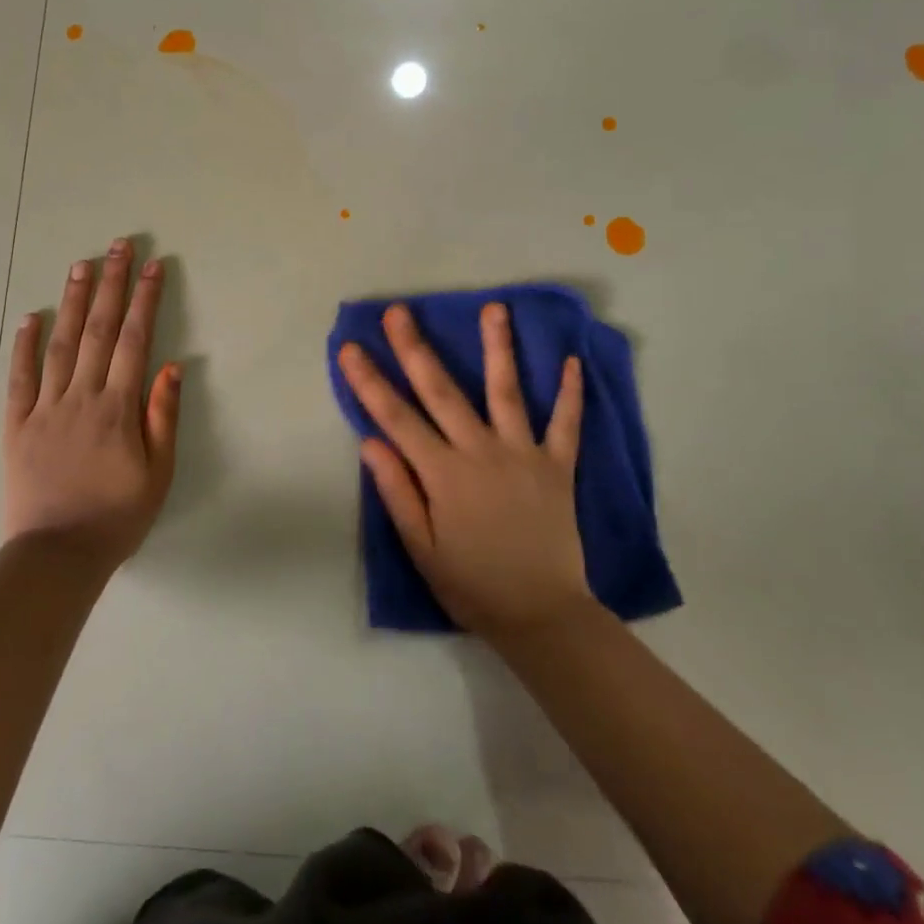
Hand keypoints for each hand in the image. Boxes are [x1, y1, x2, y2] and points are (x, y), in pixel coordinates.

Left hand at [4, 238, 180, 568]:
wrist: (57, 555)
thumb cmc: (116, 516)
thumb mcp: (158, 473)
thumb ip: (163, 416)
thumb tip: (171, 364)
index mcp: (117, 407)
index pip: (135, 340)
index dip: (145, 299)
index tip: (153, 265)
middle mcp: (81, 396)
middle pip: (98, 329)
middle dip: (111, 284)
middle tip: (117, 246)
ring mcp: (46, 407)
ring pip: (60, 343)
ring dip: (72, 301)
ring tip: (81, 265)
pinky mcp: (17, 424)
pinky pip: (20, 378)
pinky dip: (23, 345)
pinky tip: (29, 317)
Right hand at [337, 302, 590, 639]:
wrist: (543, 615)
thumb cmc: (472, 584)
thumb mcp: (422, 549)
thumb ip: (398, 492)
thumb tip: (370, 441)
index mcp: (443, 474)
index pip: (396, 418)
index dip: (369, 381)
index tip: (349, 348)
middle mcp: (481, 452)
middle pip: (442, 391)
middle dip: (416, 348)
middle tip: (399, 311)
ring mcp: (523, 454)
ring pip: (507, 391)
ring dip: (498, 347)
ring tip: (494, 308)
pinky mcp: (558, 466)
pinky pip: (566, 424)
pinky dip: (570, 393)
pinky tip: (573, 361)